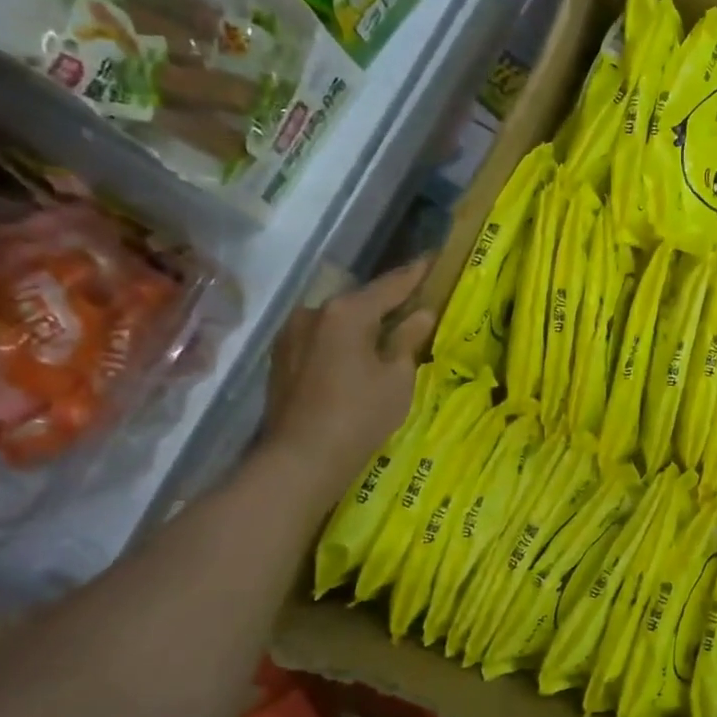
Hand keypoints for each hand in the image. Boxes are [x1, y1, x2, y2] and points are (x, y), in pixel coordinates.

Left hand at [264, 260, 435, 503]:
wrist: (301, 458)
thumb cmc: (359, 415)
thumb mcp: (397, 377)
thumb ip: (408, 339)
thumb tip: (421, 314)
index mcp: (347, 312)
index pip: (391, 284)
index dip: (416, 273)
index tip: (434, 258)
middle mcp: (314, 312)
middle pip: (360, 300)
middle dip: (388, 302)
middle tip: (415, 303)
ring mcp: (292, 333)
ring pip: (338, 320)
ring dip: (363, 324)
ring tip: (387, 334)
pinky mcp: (282, 357)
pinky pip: (322, 338)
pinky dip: (342, 341)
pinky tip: (357, 357)